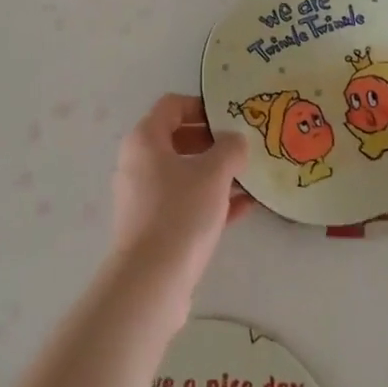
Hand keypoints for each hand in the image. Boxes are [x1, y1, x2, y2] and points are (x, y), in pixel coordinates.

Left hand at [110, 94, 250, 303]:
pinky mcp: (153, 227)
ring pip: (184, 174)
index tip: (231, 117)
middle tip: (242, 147)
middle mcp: (138, 163)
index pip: (172, 106)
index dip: (202, 106)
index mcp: (145, 140)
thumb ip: (230, 148)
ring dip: (215, 173)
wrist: (152, 280)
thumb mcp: (214, 173)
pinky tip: (244, 208)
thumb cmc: (180, 212)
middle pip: (177, 139)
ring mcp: (143, 197)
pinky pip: (185, 202)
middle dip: (212, 141)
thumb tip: (235, 140)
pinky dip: (210, 200)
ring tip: (249, 177)